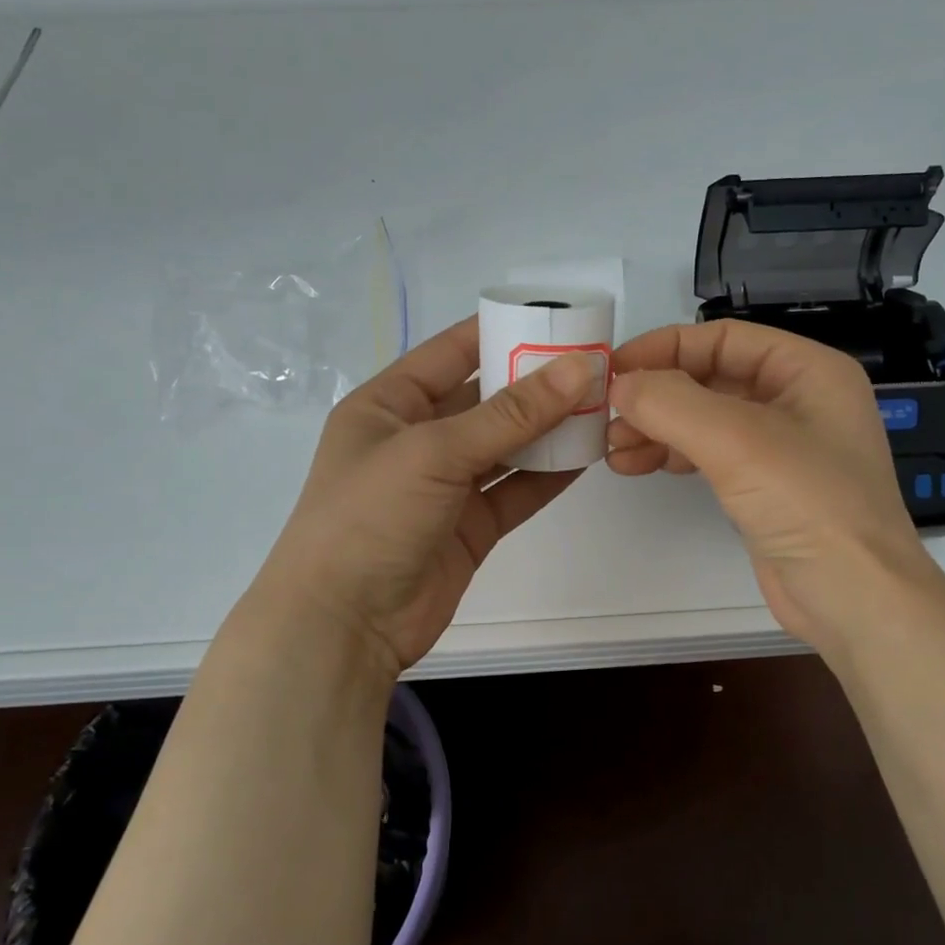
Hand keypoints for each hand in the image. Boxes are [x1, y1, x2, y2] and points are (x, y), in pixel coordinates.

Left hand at [242, 317, 593, 678]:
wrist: (343, 626)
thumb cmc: (370, 517)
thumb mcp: (435, 452)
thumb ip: (511, 414)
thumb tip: (579, 368)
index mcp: (390, 404)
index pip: (452, 352)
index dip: (503, 331)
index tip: (558, 318)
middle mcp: (418, 438)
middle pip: (486, 398)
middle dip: (536, 381)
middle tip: (595, 362)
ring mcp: (445, 484)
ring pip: (507, 445)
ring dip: (548, 429)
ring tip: (601, 404)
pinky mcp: (470, 525)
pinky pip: (515, 489)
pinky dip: (548, 474)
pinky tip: (586, 455)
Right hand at [608, 320, 943, 653]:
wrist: (855, 599)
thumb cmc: (809, 504)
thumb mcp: (737, 440)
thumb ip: (671, 402)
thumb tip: (621, 384)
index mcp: (808, 370)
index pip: (724, 338)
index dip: (665, 348)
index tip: (615, 370)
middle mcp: (796, 400)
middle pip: (710, 378)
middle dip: (656, 395)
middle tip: (606, 415)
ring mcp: (781, 447)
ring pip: (704, 419)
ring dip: (656, 427)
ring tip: (611, 447)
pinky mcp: (764, 487)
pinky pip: (708, 455)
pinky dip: (670, 455)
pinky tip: (634, 465)